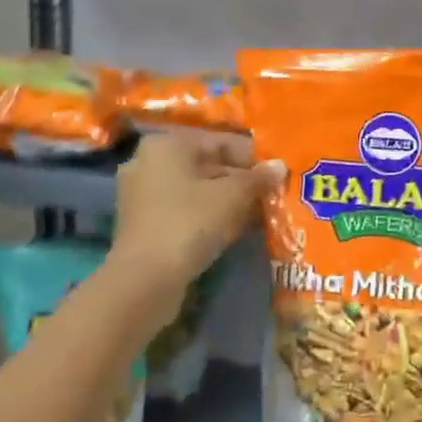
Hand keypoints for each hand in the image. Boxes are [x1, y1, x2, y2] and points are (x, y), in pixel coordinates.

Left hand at [109, 133, 280, 288]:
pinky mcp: (143, 224)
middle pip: (205, 165)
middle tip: (271, 195)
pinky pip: (183, 210)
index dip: (252, 157)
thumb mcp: (231, 197)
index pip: (219, 142)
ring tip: (258, 213)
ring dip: (226, 200)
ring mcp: (141, 194)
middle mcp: (148, 162)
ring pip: (195, 190)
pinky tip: (233, 229)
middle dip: (240, 180)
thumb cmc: (189, 223)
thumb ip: (257, 178)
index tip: (277, 173)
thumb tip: (280, 165)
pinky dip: (207, 215)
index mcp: (166, 144)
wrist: (145, 279)